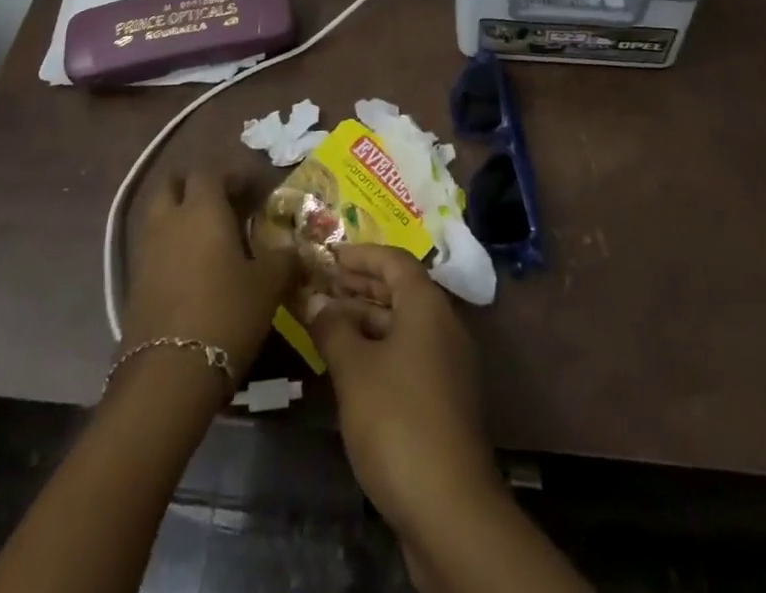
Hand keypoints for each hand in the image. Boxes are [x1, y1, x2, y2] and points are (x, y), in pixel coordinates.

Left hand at [122, 171, 296, 385]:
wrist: (168, 375)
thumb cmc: (226, 314)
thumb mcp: (268, 286)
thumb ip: (283, 259)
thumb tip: (293, 248)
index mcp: (202, 208)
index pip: (211, 171)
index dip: (233, 175)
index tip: (254, 190)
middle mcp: (168, 219)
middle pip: (173, 183)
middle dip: (195, 185)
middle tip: (223, 203)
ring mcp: (145, 249)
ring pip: (158, 213)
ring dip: (179, 214)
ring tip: (208, 236)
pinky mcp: (133, 281)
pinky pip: (152, 245)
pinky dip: (170, 244)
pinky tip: (191, 268)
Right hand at [310, 244, 501, 538]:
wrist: (451, 510)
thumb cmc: (398, 421)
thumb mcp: (354, 369)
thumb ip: (332, 327)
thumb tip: (315, 299)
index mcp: (428, 306)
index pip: (394, 261)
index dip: (359, 255)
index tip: (326, 256)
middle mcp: (443, 326)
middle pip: (400, 290)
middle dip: (359, 286)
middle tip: (319, 286)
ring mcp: (447, 365)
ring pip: (402, 325)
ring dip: (365, 319)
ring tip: (324, 323)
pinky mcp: (444, 400)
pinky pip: (407, 354)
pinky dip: (378, 349)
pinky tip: (348, 365)